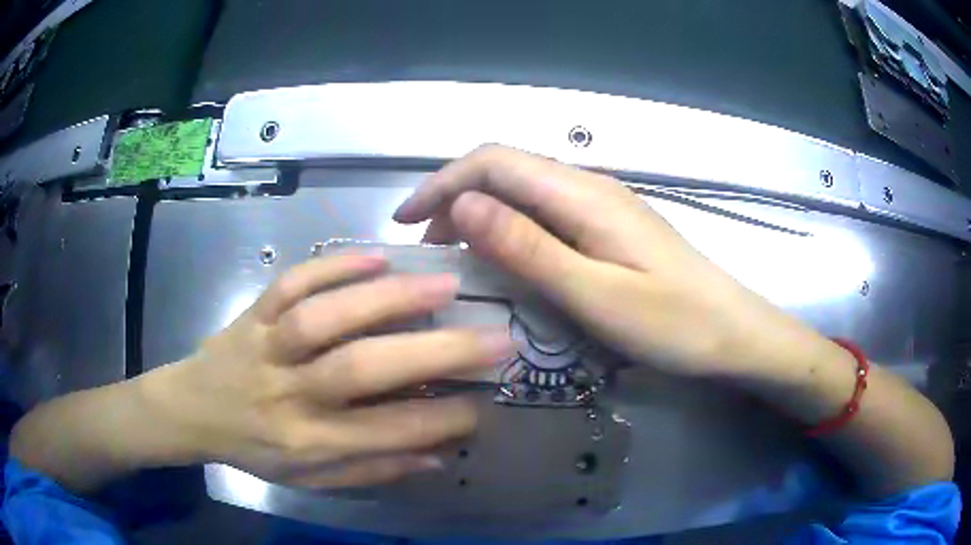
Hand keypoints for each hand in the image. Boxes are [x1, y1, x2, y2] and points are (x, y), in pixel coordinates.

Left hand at [141, 254, 514, 487]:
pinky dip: (334, 266)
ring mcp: (266, 345)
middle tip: (494, 336)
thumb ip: (371, 469)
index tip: (487, 402)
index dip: (440, 419)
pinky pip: (291, 283)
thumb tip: (437, 455)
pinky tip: (377, 256)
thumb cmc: (254, 449)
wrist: (191, 408)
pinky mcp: (254, 312)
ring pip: (326, 318)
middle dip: (434, 352)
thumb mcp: (309, 479)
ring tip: (445, 283)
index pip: (385, 433)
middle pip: (361, 370)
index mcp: (305, 442)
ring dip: (389, 299)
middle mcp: (288, 393)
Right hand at [394, 145, 830, 378]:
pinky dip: (510, 229)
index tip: (406, 222)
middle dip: (455, 198)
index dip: (442, 183)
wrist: (733, 334)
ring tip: (454, 256)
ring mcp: (602, 207)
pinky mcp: (610, 228)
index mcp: (582, 195)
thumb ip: (528, 247)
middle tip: (426, 247)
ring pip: (524, 193)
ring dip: (481, 215)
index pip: (494, 162)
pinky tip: (505, 259)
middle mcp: (589, 187)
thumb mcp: (594, 294)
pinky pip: (546, 215)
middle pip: (506, 171)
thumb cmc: (672, 323)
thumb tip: (463, 205)